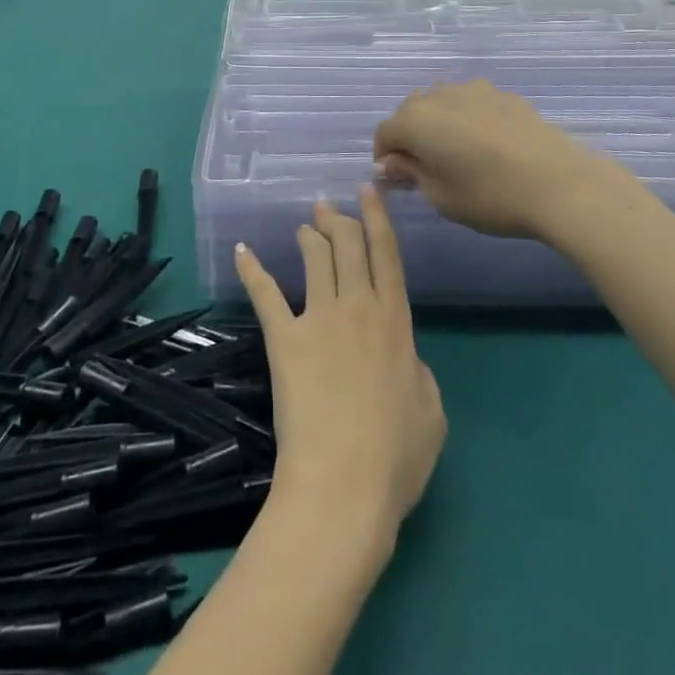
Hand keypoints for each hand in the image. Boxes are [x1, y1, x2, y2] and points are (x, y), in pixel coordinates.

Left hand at [235, 185, 445, 535]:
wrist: (344, 483)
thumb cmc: (395, 457)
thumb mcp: (431, 412)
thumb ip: (419, 371)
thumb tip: (404, 354)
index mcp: (396, 322)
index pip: (388, 257)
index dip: (378, 219)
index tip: (368, 191)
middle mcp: (358, 308)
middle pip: (349, 247)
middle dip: (340, 220)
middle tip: (328, 205)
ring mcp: (318, 320)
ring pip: (314, 260)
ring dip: (309, 237)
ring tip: (303, 227)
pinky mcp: (284, 338)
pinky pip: (266, 295)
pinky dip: (253, 270)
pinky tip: (243, 250)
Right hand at [372, 81, 660, 250]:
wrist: (560, 183)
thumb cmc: (489, 196)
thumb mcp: (439, 196)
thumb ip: (410, 173)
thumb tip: (391, 162)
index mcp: (415, 119)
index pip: (384, 134)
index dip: (385, 158)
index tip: (398, 182)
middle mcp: (438, 95)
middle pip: (410, 113)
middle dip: (410, 137)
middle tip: (426, 170)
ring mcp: (474, 90)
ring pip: (442, 104)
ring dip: (439, 125)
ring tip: (459, 156)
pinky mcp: (504, 95)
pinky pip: (472, 105)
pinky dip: (468, 121)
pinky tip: (488, 148)